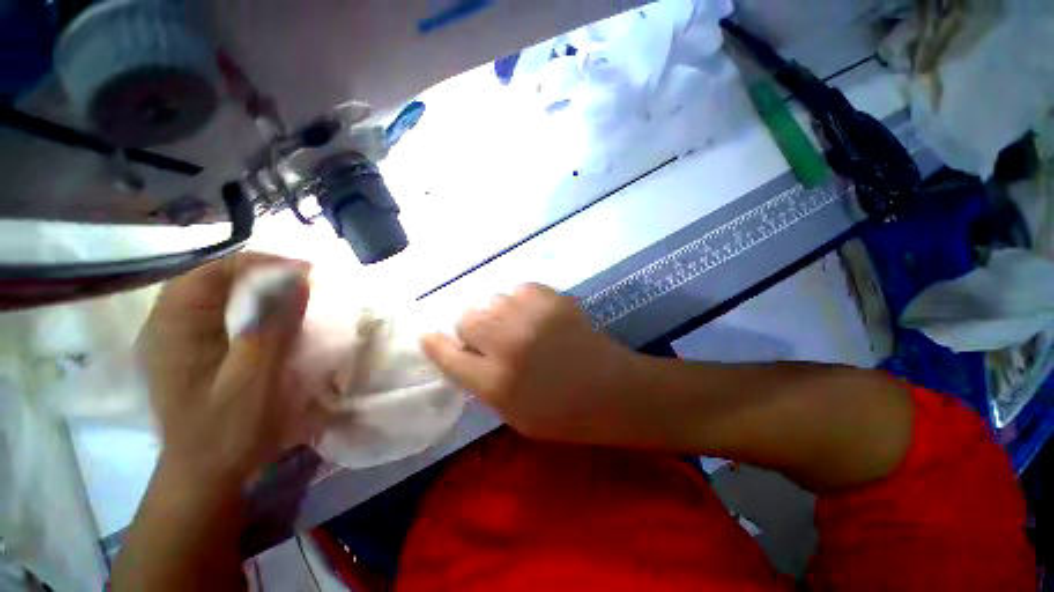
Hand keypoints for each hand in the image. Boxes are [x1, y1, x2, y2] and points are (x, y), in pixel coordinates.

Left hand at [137, 252, 313, 484]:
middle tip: (302, 282)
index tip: (306, 271)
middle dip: (261, 273)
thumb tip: (298, 278)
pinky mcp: (187, 351)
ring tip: (291, 295)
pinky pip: (217, 313)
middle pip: (213, 277)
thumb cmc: (228, 429)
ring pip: (216, 294)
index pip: (214, 270)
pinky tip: (268, 318)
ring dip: (255, 289)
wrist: (205, 474)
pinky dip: (247, 307)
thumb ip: (274, 323)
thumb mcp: (255, 376)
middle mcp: (165, 324)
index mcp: (173, 327)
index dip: (263, 263)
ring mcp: (174, 338)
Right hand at [420, 283, 639, 443]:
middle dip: (471, 327)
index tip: (429, 335)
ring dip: (496, 313)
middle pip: (467, 318)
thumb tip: (460, 350)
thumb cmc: (562, 413)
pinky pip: (518, 289)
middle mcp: (508, 345)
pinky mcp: (552, 299)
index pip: (448, 355)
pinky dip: (519, 301)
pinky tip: (533, 315)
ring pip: (491, 299)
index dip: (435, 343)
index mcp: (496, 383)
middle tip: (489, 337)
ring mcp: (532, 317)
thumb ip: (481, 382)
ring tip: (515, 325)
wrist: (612, 389)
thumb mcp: (511, 414)